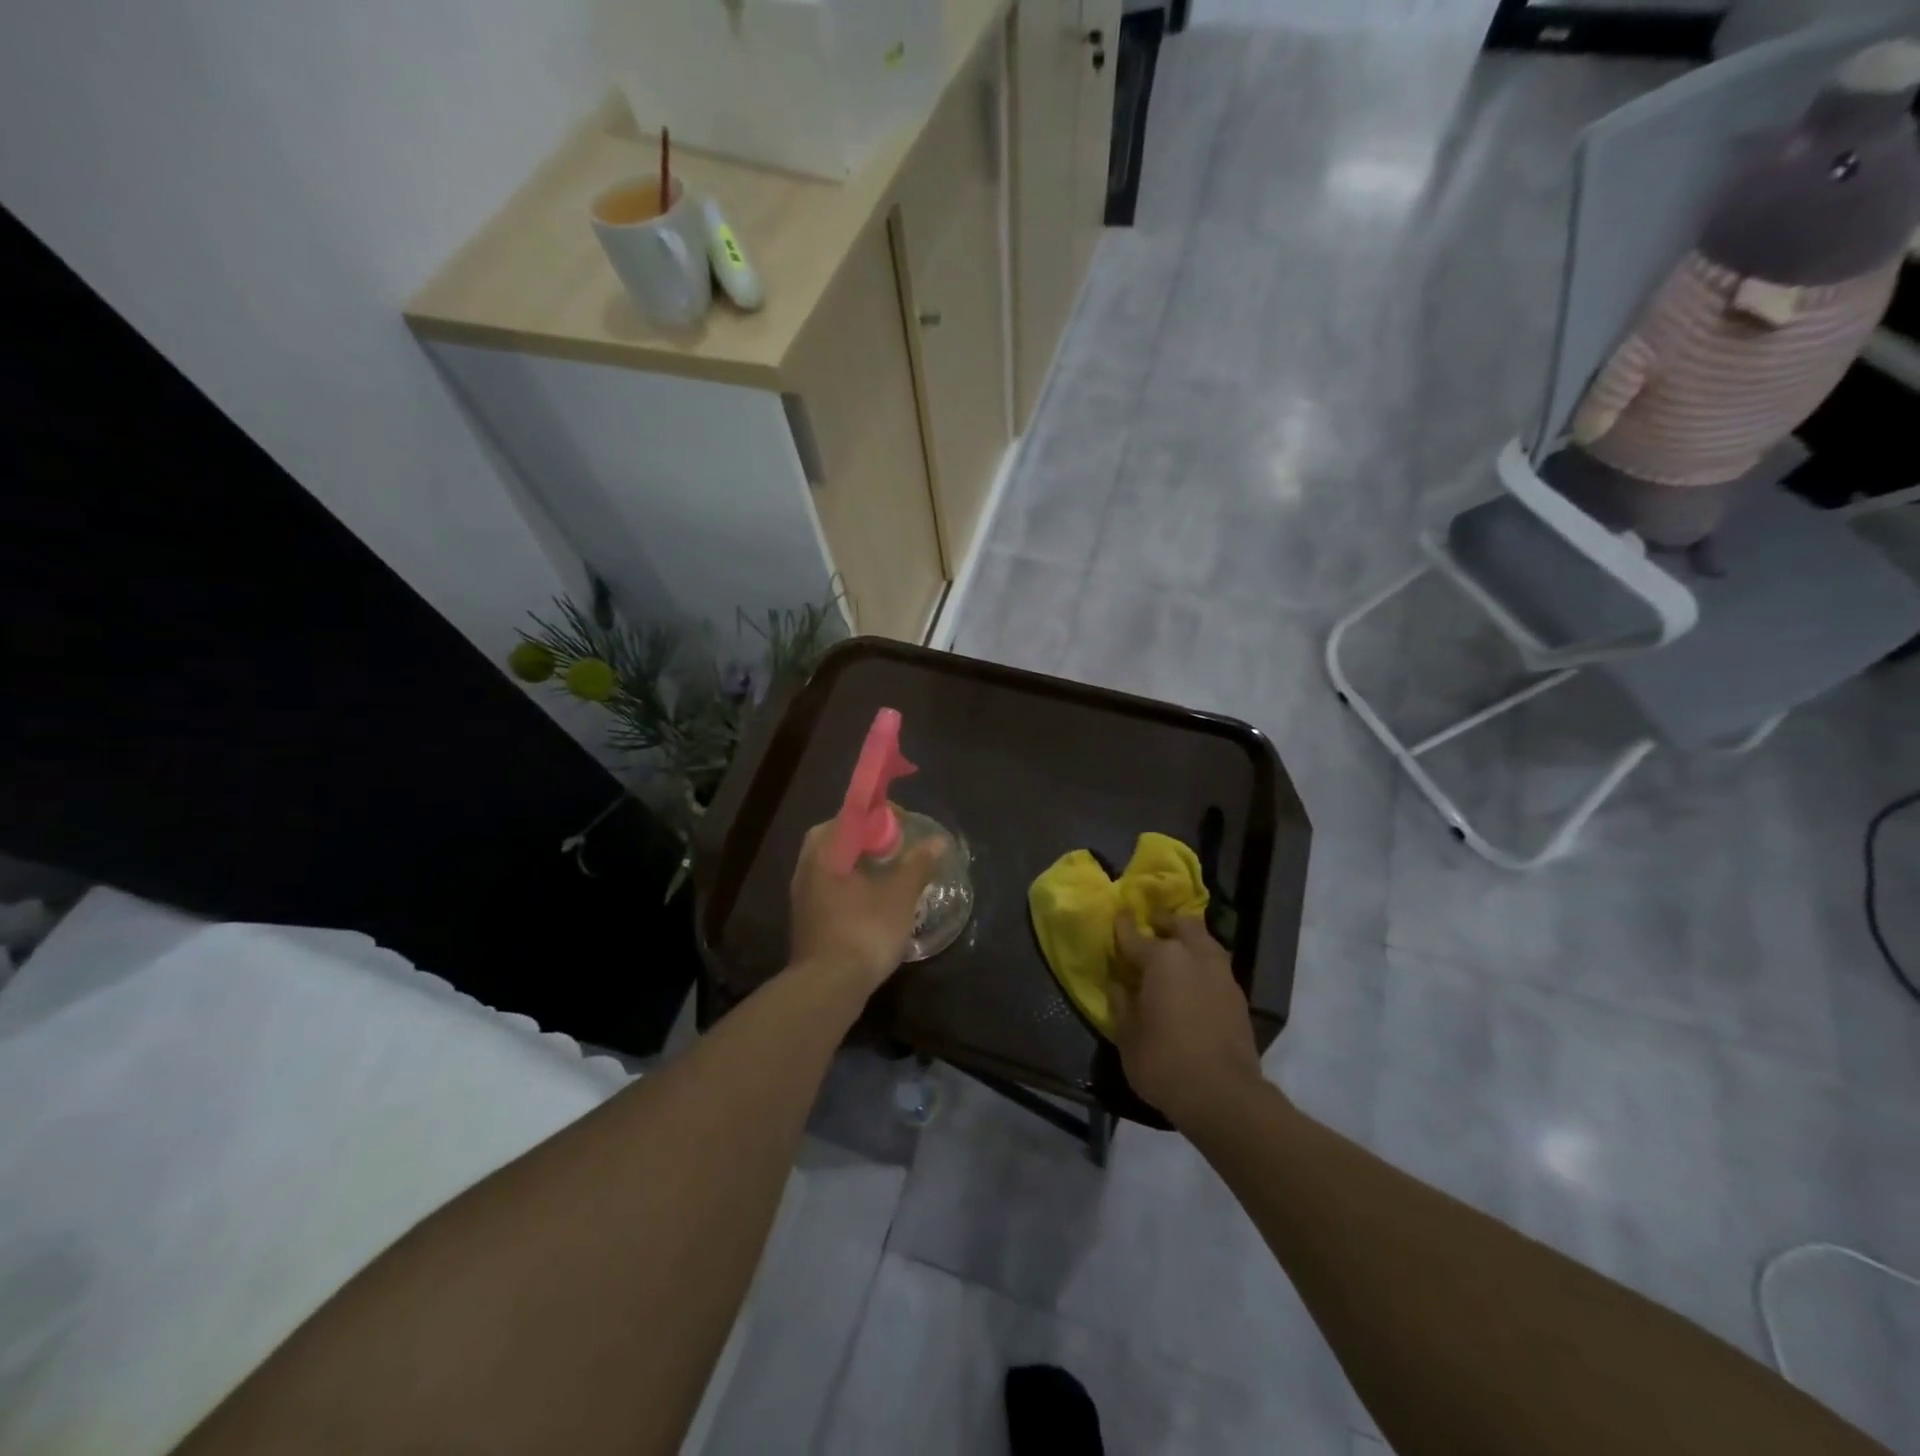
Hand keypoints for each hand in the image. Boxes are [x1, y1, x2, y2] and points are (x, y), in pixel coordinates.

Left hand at [788, 816, 942, 996]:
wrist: (828, 988)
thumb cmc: (864, 931)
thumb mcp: (900, 895)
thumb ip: (918, 864)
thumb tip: (938, 842)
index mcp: (825, 852)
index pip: (849, 815)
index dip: (878, 814)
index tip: (903, 823)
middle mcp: (807, 867)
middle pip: (838, 837)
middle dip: (867, 837)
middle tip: (894, 846)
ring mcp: (803, 895)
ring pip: (833, 863)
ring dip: (860, 862)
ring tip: (890, 871)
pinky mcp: (808, 918)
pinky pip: (831, 886)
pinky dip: (852, 883)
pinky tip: (875, 899)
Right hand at [1112, 914, 1263, 1127]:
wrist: (1222, 1095)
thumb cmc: (1163, 1061)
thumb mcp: (1127, 1034)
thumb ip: (1121, 1001)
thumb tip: (1118, 983)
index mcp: (1161, 959)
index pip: (1134, 934)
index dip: (1123, 925)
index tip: (1118, 915)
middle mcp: (1194, 955)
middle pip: (1181, 924)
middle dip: (1165, 922)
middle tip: (1152, 928)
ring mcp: (1221, 973)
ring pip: (1204, 941)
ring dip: (1189, 940)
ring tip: (1175, 954)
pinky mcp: (1238, 995)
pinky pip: (1216, 966)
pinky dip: (1202, 964)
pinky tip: (1193, 982)